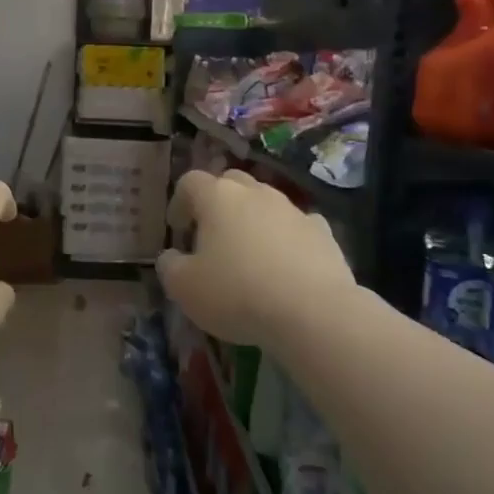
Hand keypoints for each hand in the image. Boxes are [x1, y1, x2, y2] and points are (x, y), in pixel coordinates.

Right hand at [156, 170, 354, 346]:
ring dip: (252, 219)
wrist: (312, 311)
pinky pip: (296, 226)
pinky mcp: (323, 232)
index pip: (190, 181)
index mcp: (218, 198)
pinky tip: (285, 263)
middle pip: (231, 182)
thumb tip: (171, 256)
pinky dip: (286, 237)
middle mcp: (256, 193)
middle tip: (211, 234)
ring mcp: (293, 210)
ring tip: (248, 253)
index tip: (178, 229)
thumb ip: (170, 266)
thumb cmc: (237, 294)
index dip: (179, 202)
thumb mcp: (184, 288)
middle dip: (217, 202)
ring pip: (266, 202)